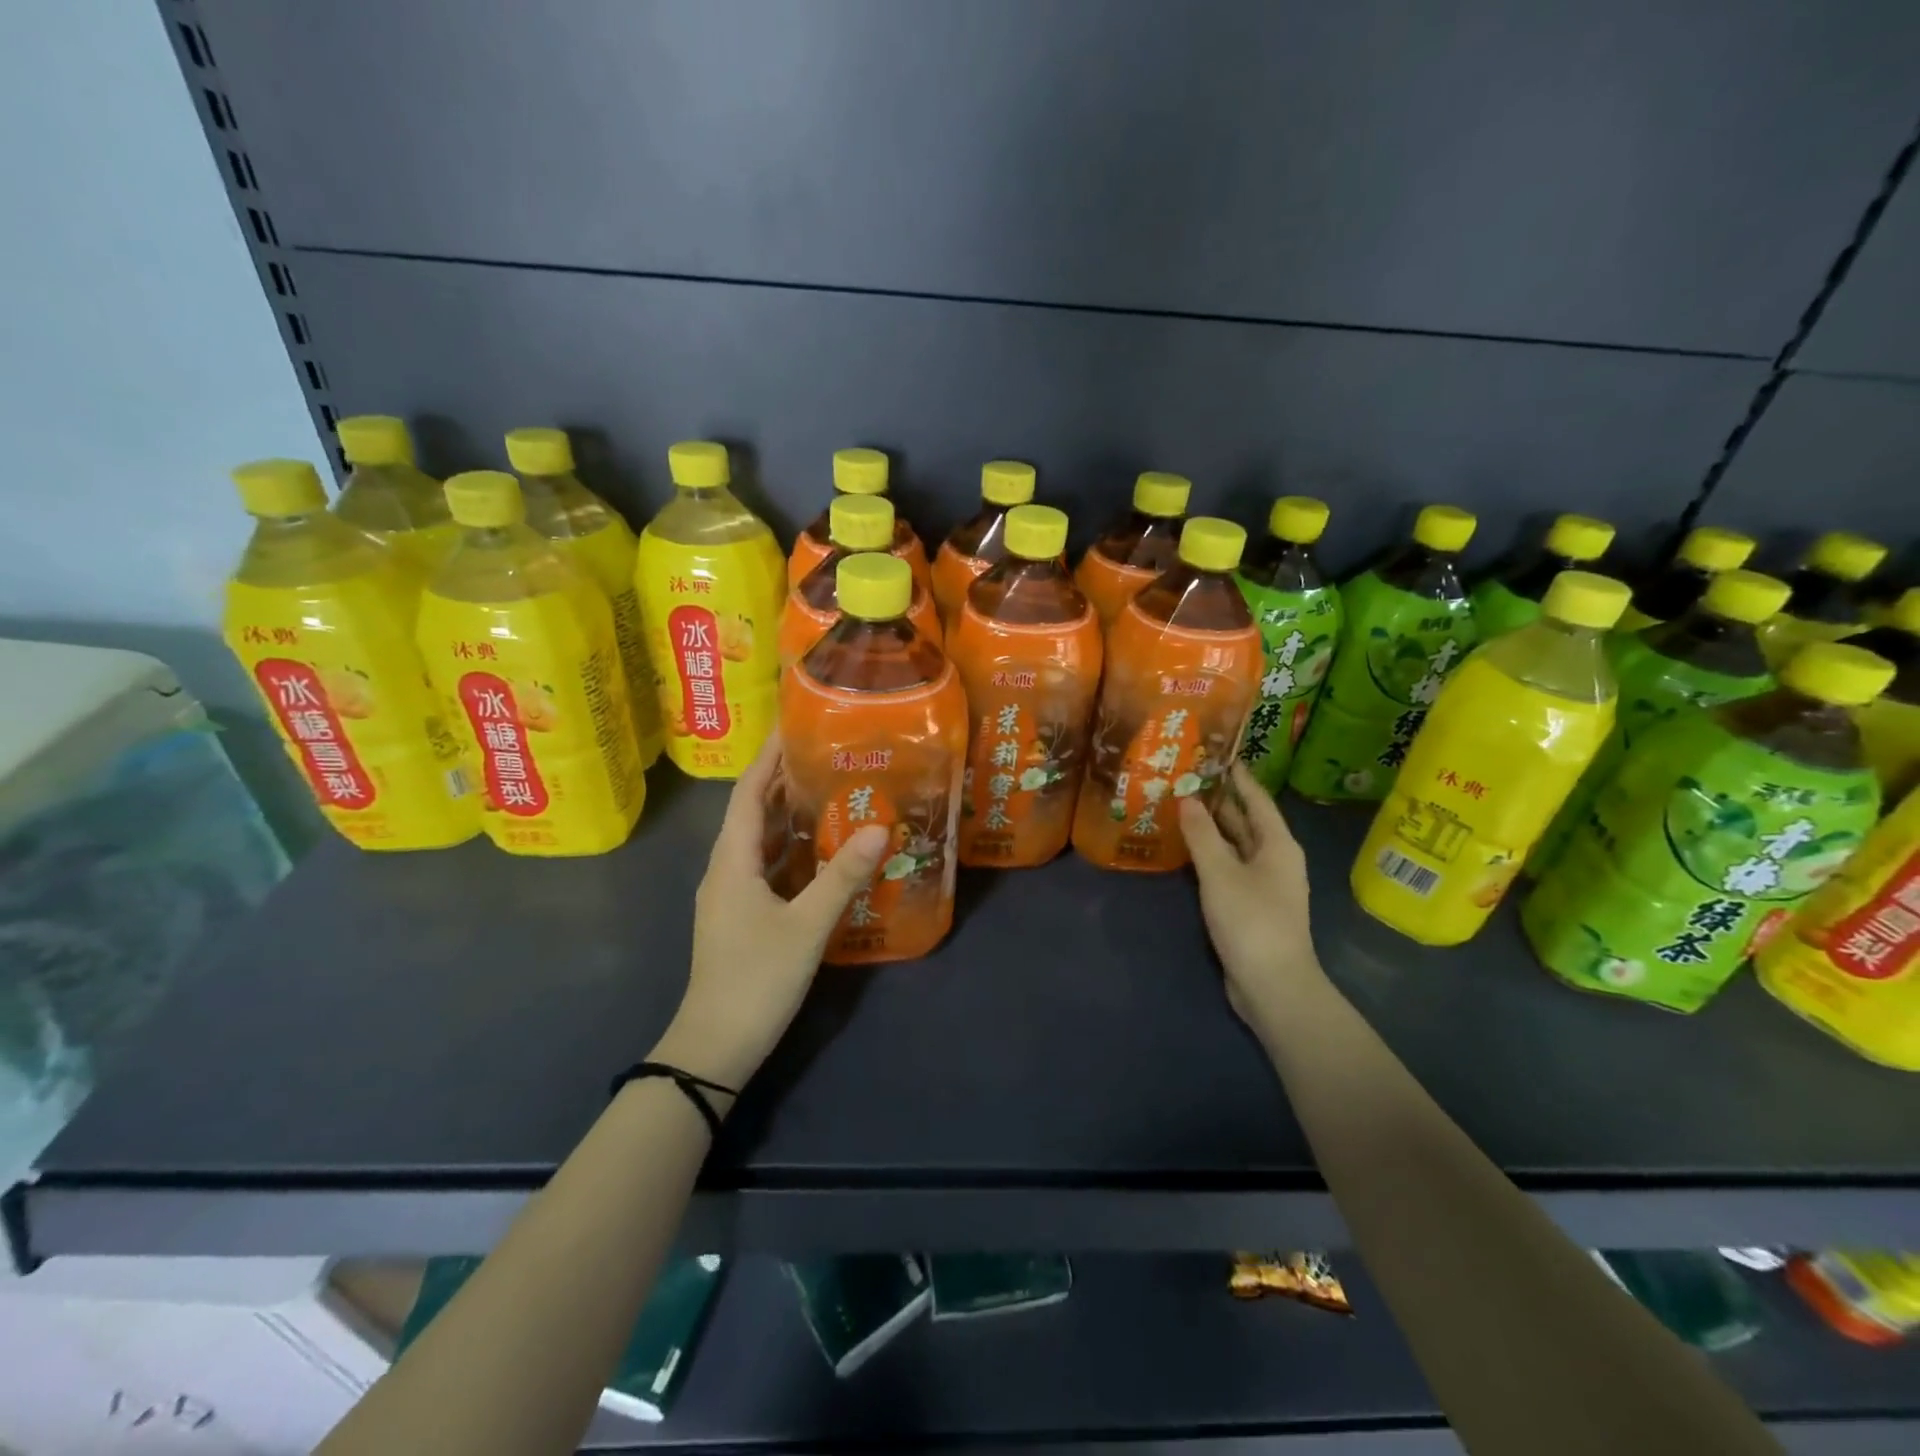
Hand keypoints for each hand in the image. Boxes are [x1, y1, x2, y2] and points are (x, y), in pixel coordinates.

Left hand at [652, 733, 888, 1092]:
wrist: (715, 1047)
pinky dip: (790, 850)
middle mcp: (726, 869)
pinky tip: (821, 851)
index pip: (748, 793)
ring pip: (760, 842)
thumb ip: (843, 877)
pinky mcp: (741, 916)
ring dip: (789, 815)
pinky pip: (766, 867)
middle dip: (784, 781)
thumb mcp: (806, 927)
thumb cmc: (756, 979)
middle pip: (753, 812)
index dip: (768, 757)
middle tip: (827, 755)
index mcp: (732, 861)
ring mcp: (731, 895)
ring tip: (830, 791)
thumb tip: (878, 828)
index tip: (793, 726)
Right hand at [1179, 763, 1324, 1038]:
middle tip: (1186, 778)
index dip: (1237, 777)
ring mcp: (1264, 884)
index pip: (1257, 799)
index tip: (1216, 754)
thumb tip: (1187, 799)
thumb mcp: (1220, 873)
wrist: (1273, 985)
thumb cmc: (1251, 920)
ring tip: (1180, 807)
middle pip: (1246, 821)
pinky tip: (1187, 851)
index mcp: (1277, 844)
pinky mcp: (1251, 905)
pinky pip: (1229, 867)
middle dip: (1219, 801)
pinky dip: (1210, 854)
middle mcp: (1274, 859)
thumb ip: (1202, 835)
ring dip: (1212, 828)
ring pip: (1236, 845)